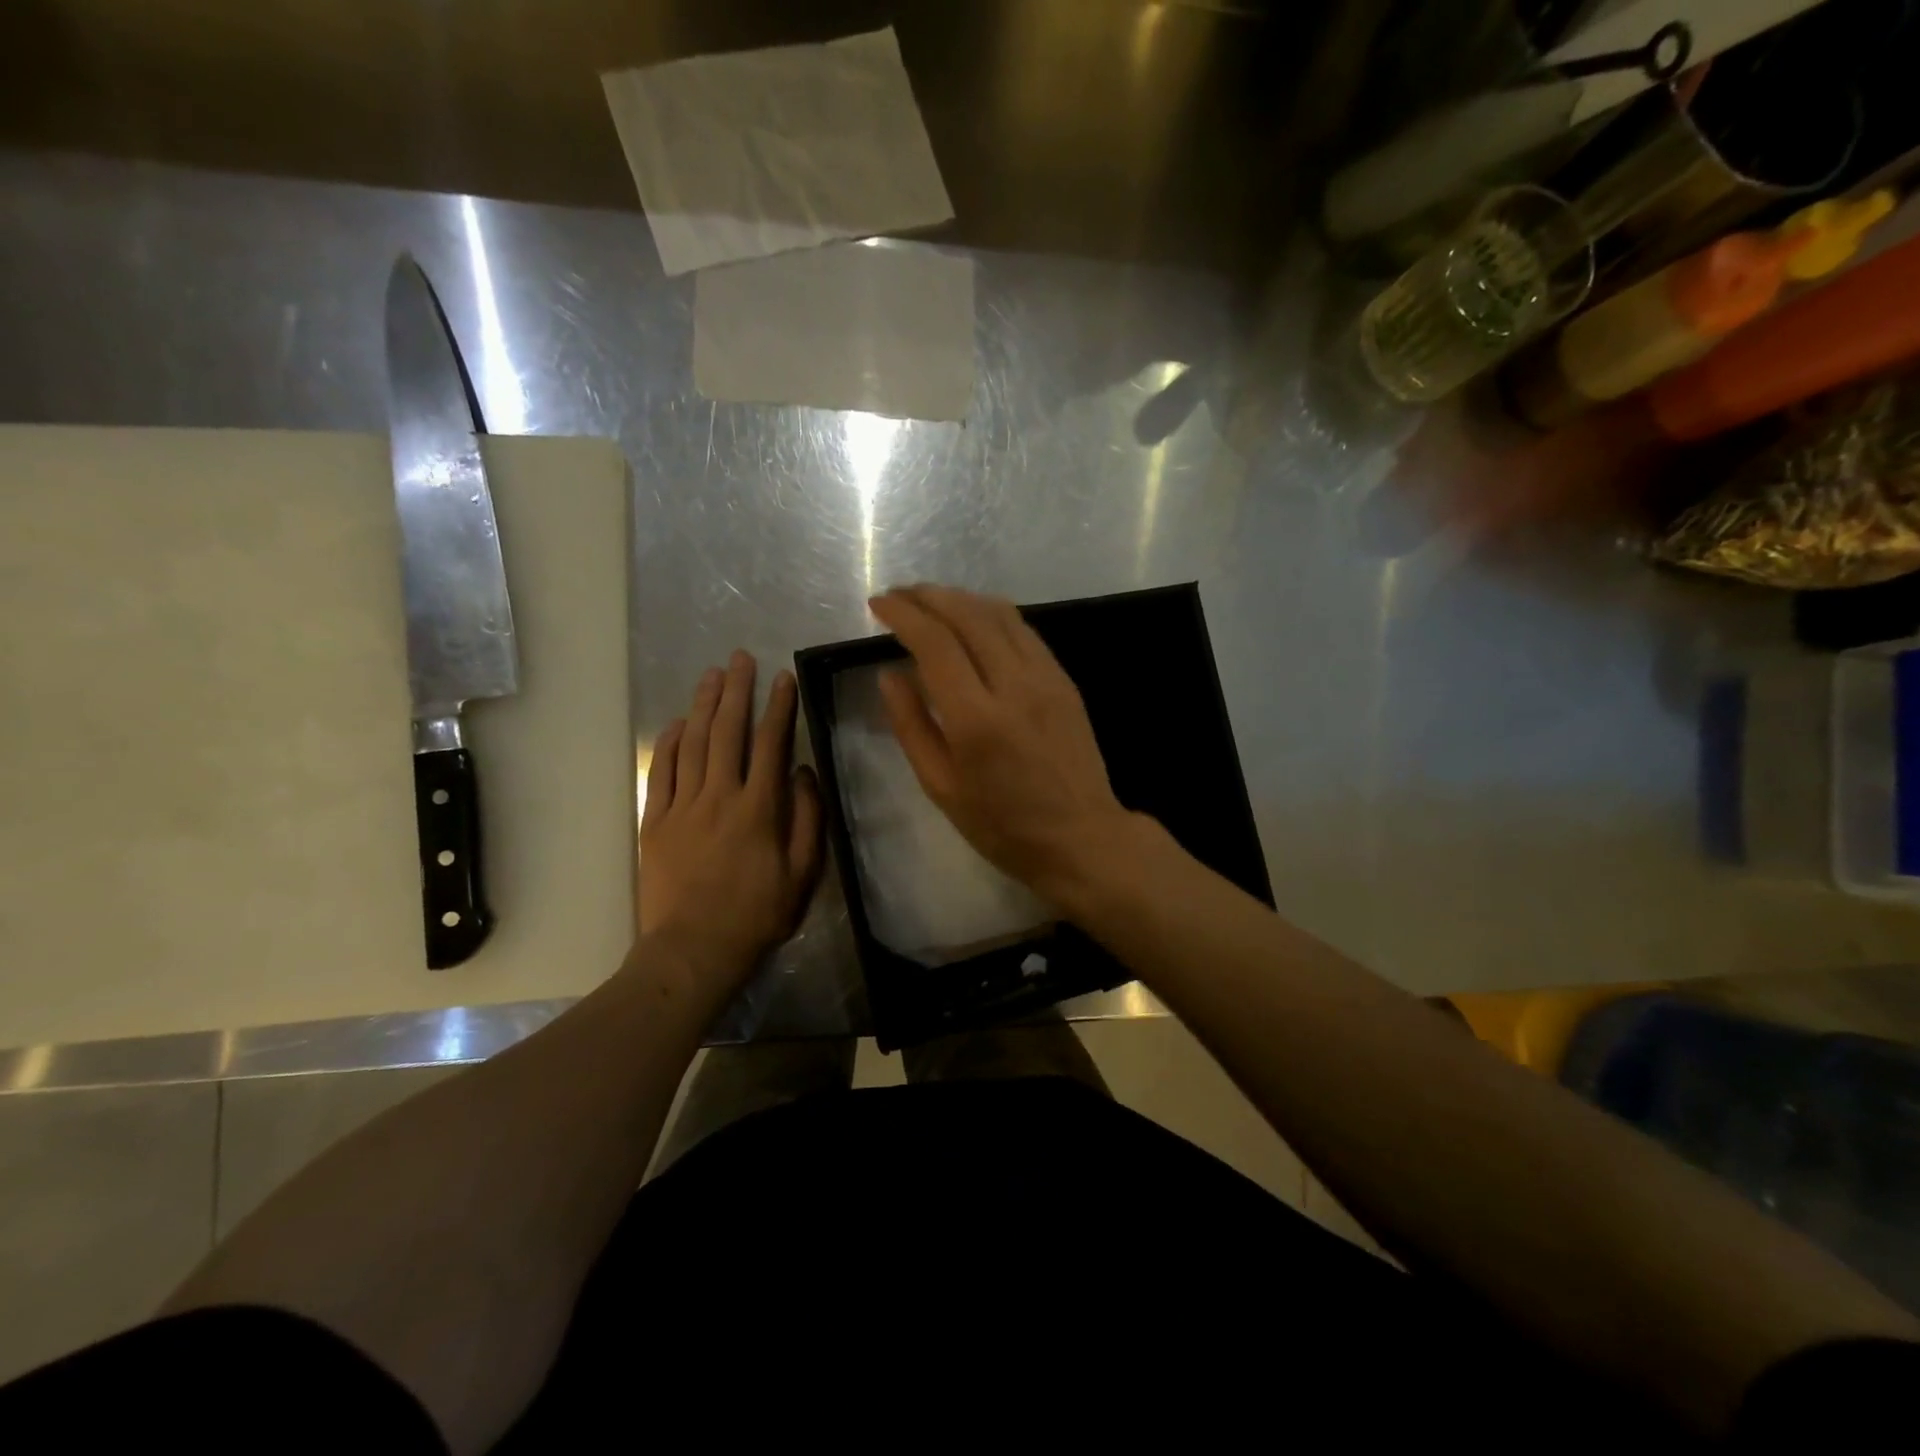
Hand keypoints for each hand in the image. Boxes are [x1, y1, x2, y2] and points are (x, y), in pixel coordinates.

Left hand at [639, 652, 822, 985]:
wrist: (694, 950)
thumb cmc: (758, 915)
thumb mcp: (803, 874)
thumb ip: (808, 819)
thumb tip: (805, 773)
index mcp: (760, 808)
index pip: (771, 745)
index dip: (778, 708)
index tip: (782, 678)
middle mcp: (720, 797)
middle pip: (728, 732)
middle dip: (736, 691)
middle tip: (740, 657)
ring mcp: (682, 807)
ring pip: (693, 744)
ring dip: (703, 706)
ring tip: (712, 675)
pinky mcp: (655, 822)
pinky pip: (661, 772)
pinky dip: (669, 743)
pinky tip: (677, 723)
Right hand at [868, 584, 1144, 908]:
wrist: (1081, 836)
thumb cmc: (1002, 825)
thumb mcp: (941, 787)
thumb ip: (911, 726)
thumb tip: (889, 674)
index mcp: (976, 719)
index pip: (935, 643)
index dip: (903, 614)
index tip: (878, 604)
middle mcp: (1014, 685)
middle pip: (967, 615)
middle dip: (928, 595)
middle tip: (899, 595)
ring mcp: (1046, 678)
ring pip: (1000, 614)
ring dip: (960, 598)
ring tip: (931, 599)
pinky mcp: (1064, 680)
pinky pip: (1024, 631)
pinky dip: (992, 613)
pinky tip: (975, 618)